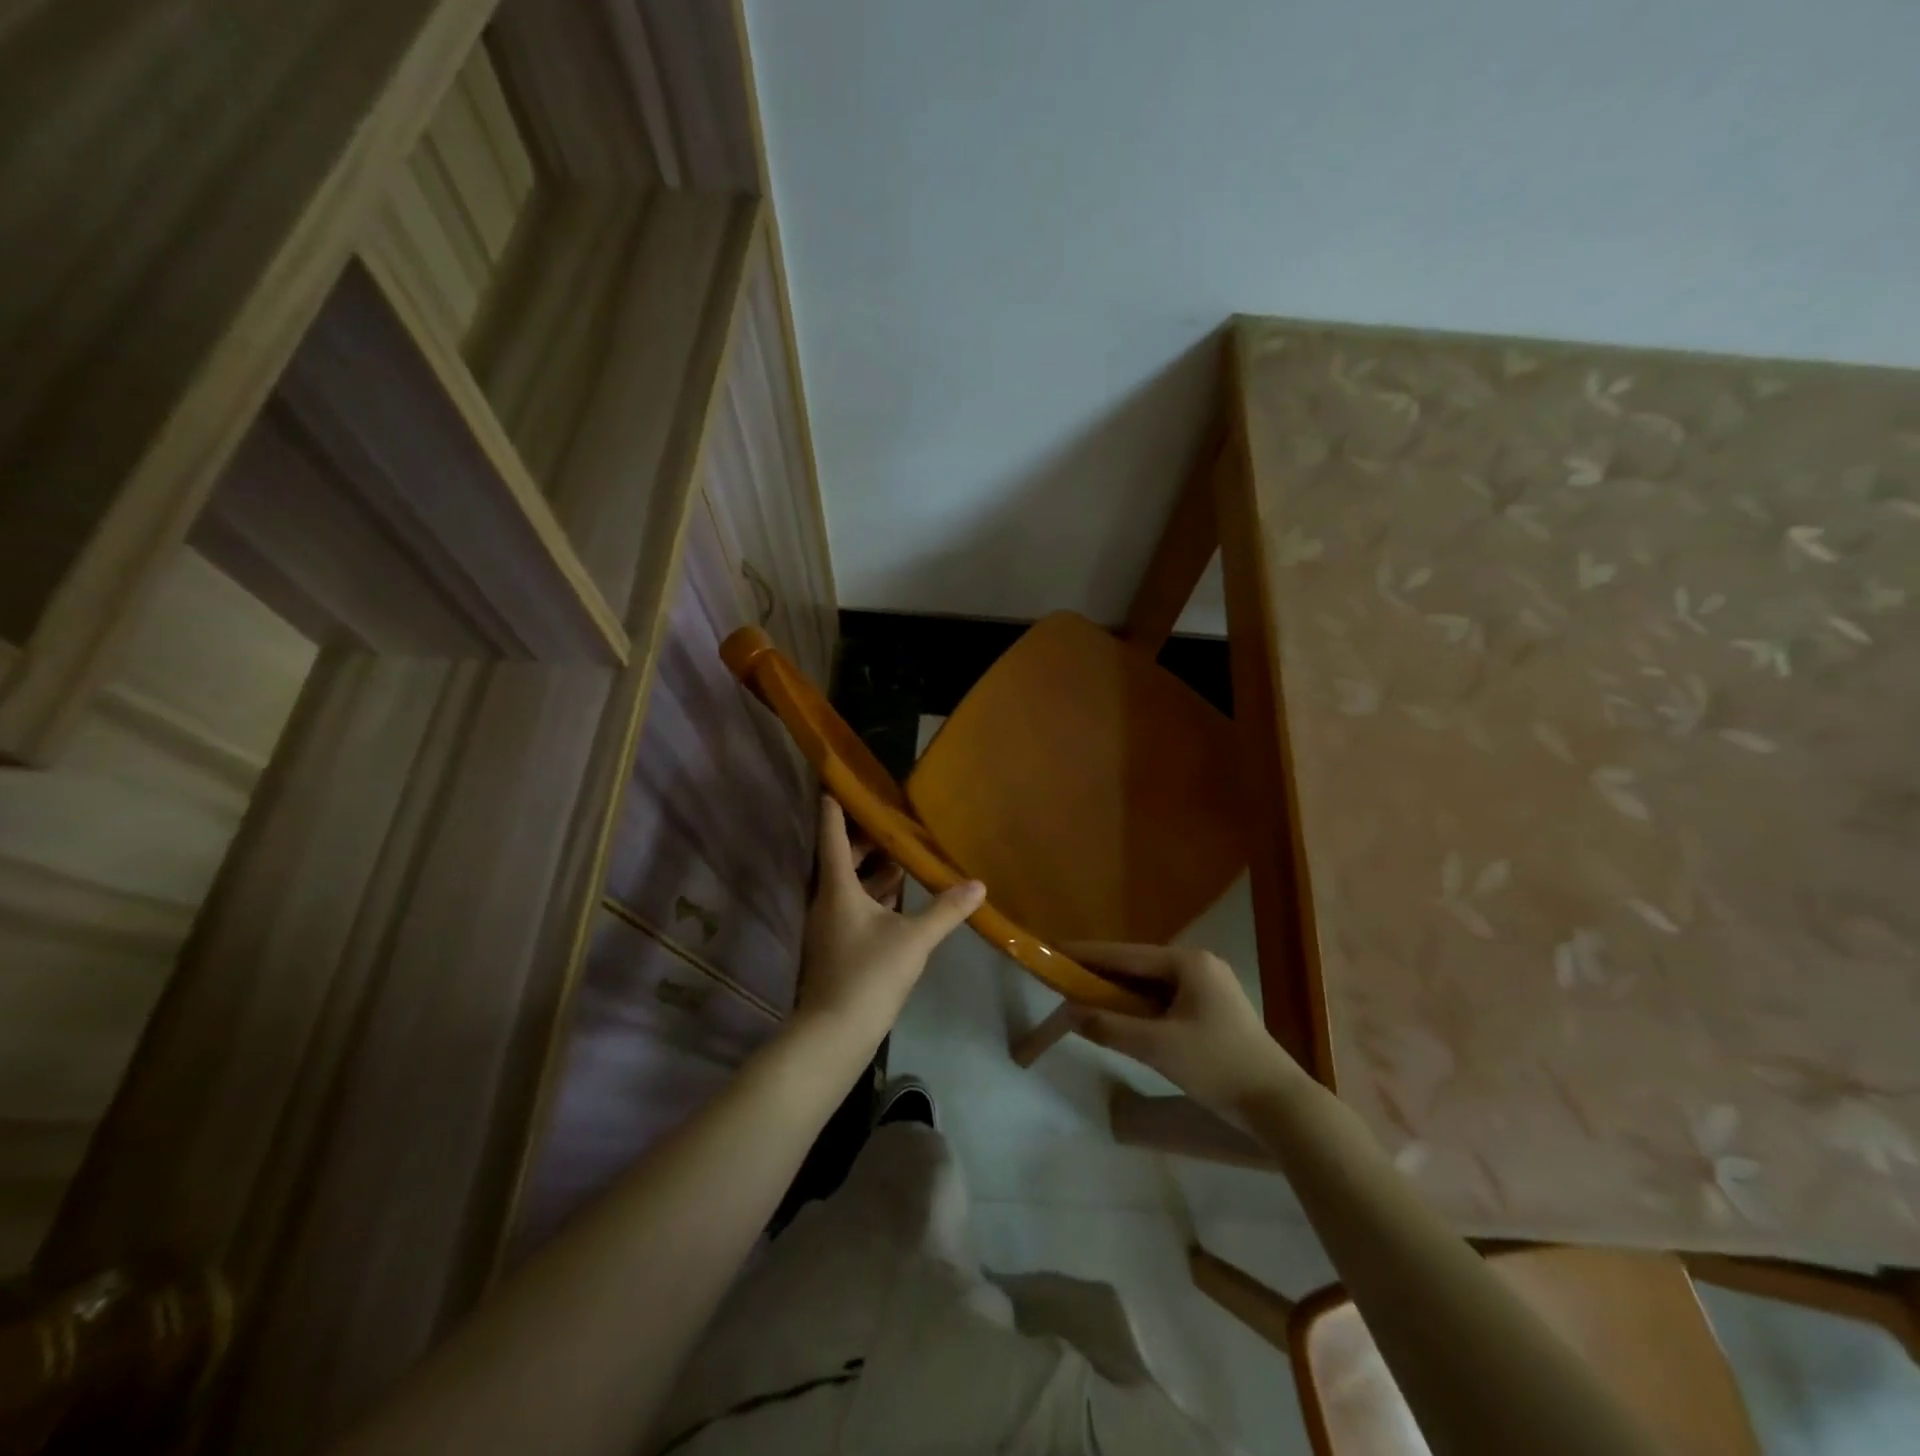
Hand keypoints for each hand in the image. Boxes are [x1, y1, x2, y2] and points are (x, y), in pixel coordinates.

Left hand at [794, 797, 983, 1045]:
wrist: (836, 1032)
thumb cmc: (869, 974)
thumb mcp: (914, 939)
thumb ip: (945, 910)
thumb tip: (978, 885)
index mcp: (838, 889)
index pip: (834, 838)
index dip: (834, 810)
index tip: (835, 784)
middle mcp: (827, 901)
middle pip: (841, 860)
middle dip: (863, 840)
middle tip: (889, 820)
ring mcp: (829, 926)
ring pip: (848, 885)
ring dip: (870, 869)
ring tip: (900, 854)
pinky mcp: (836, 946)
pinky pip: (852, 906)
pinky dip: (872, 895)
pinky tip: (896, 898)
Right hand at [1063, 943, 1299, 1113]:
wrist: (1279, 1105)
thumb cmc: (1217, 1066)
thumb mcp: (1157, 1047)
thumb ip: (1110, 1027)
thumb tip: (1069, 1012)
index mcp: (1188, 963)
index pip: (1125, 954)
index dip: (1087, 954)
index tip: (1054, 950)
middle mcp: (1198, 965)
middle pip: (1137, 966)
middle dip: (1101, 974)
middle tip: (1064, 978)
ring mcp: (1208, 987)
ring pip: (1150, 985)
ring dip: (1120, 993)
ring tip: (1083, 996)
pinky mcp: (1212, 1010)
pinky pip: (1164, 999)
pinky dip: (1139, 1007)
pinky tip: (1120, 1017)